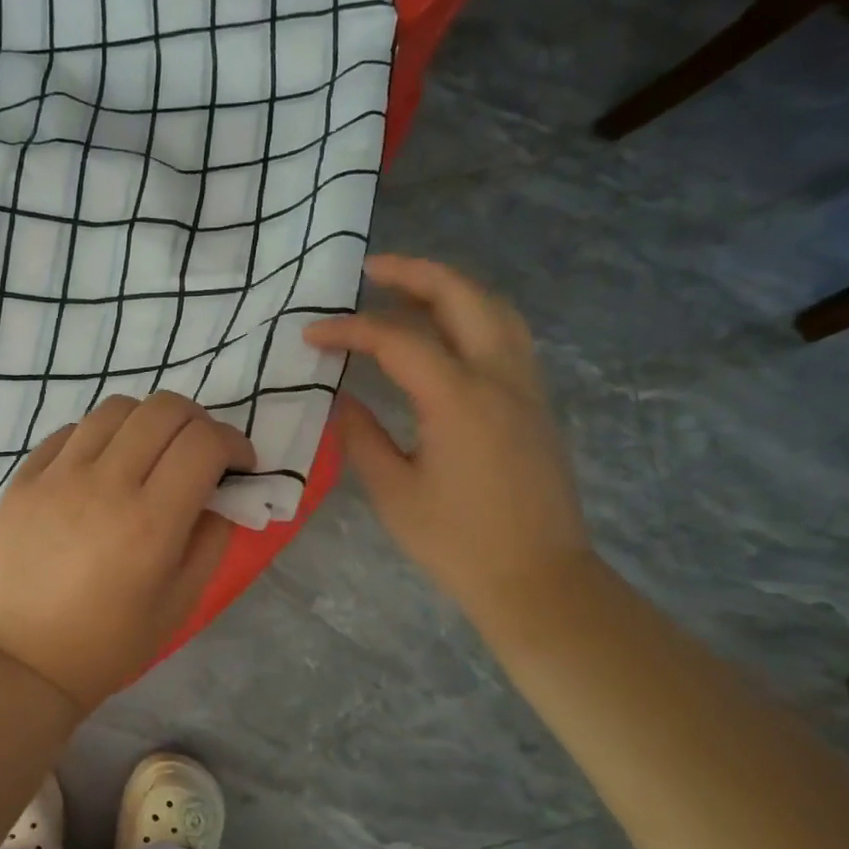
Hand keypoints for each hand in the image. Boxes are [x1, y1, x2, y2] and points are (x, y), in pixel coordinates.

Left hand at [0, 392, 257, 711]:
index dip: (234, 442)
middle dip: (197, 421)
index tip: (238, 464)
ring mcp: (57, 476)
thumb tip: (220, 493)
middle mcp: (104, 484)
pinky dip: (101, 436)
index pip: (204, 442)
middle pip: (164, 408)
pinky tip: (102, 468)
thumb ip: (212, 538)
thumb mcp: (182, 602)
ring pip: (116, 408)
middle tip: (199, 453)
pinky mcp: (24, 478)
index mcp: (150, 521)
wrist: (23, 660)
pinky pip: (71, 430)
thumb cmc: (110, 642)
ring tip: (149, 455)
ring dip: (148, 422)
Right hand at [305, 254, 591, 621]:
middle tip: (369, 270)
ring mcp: (527, 387)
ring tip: (406, 290)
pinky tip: (445, 334)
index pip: (398, 339)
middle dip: (413, 274)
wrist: (537, 579)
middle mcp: (500, 377)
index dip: (350, 330)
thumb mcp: (393, 491)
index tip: (311, 335)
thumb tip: (342, 400)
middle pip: (462, 296)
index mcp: (459, 399)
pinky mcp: (536, 404)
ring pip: (495, 309)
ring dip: (449, 289)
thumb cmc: (457, 542)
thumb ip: (361, 436)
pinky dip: (472, 316)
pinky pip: (507, 337)